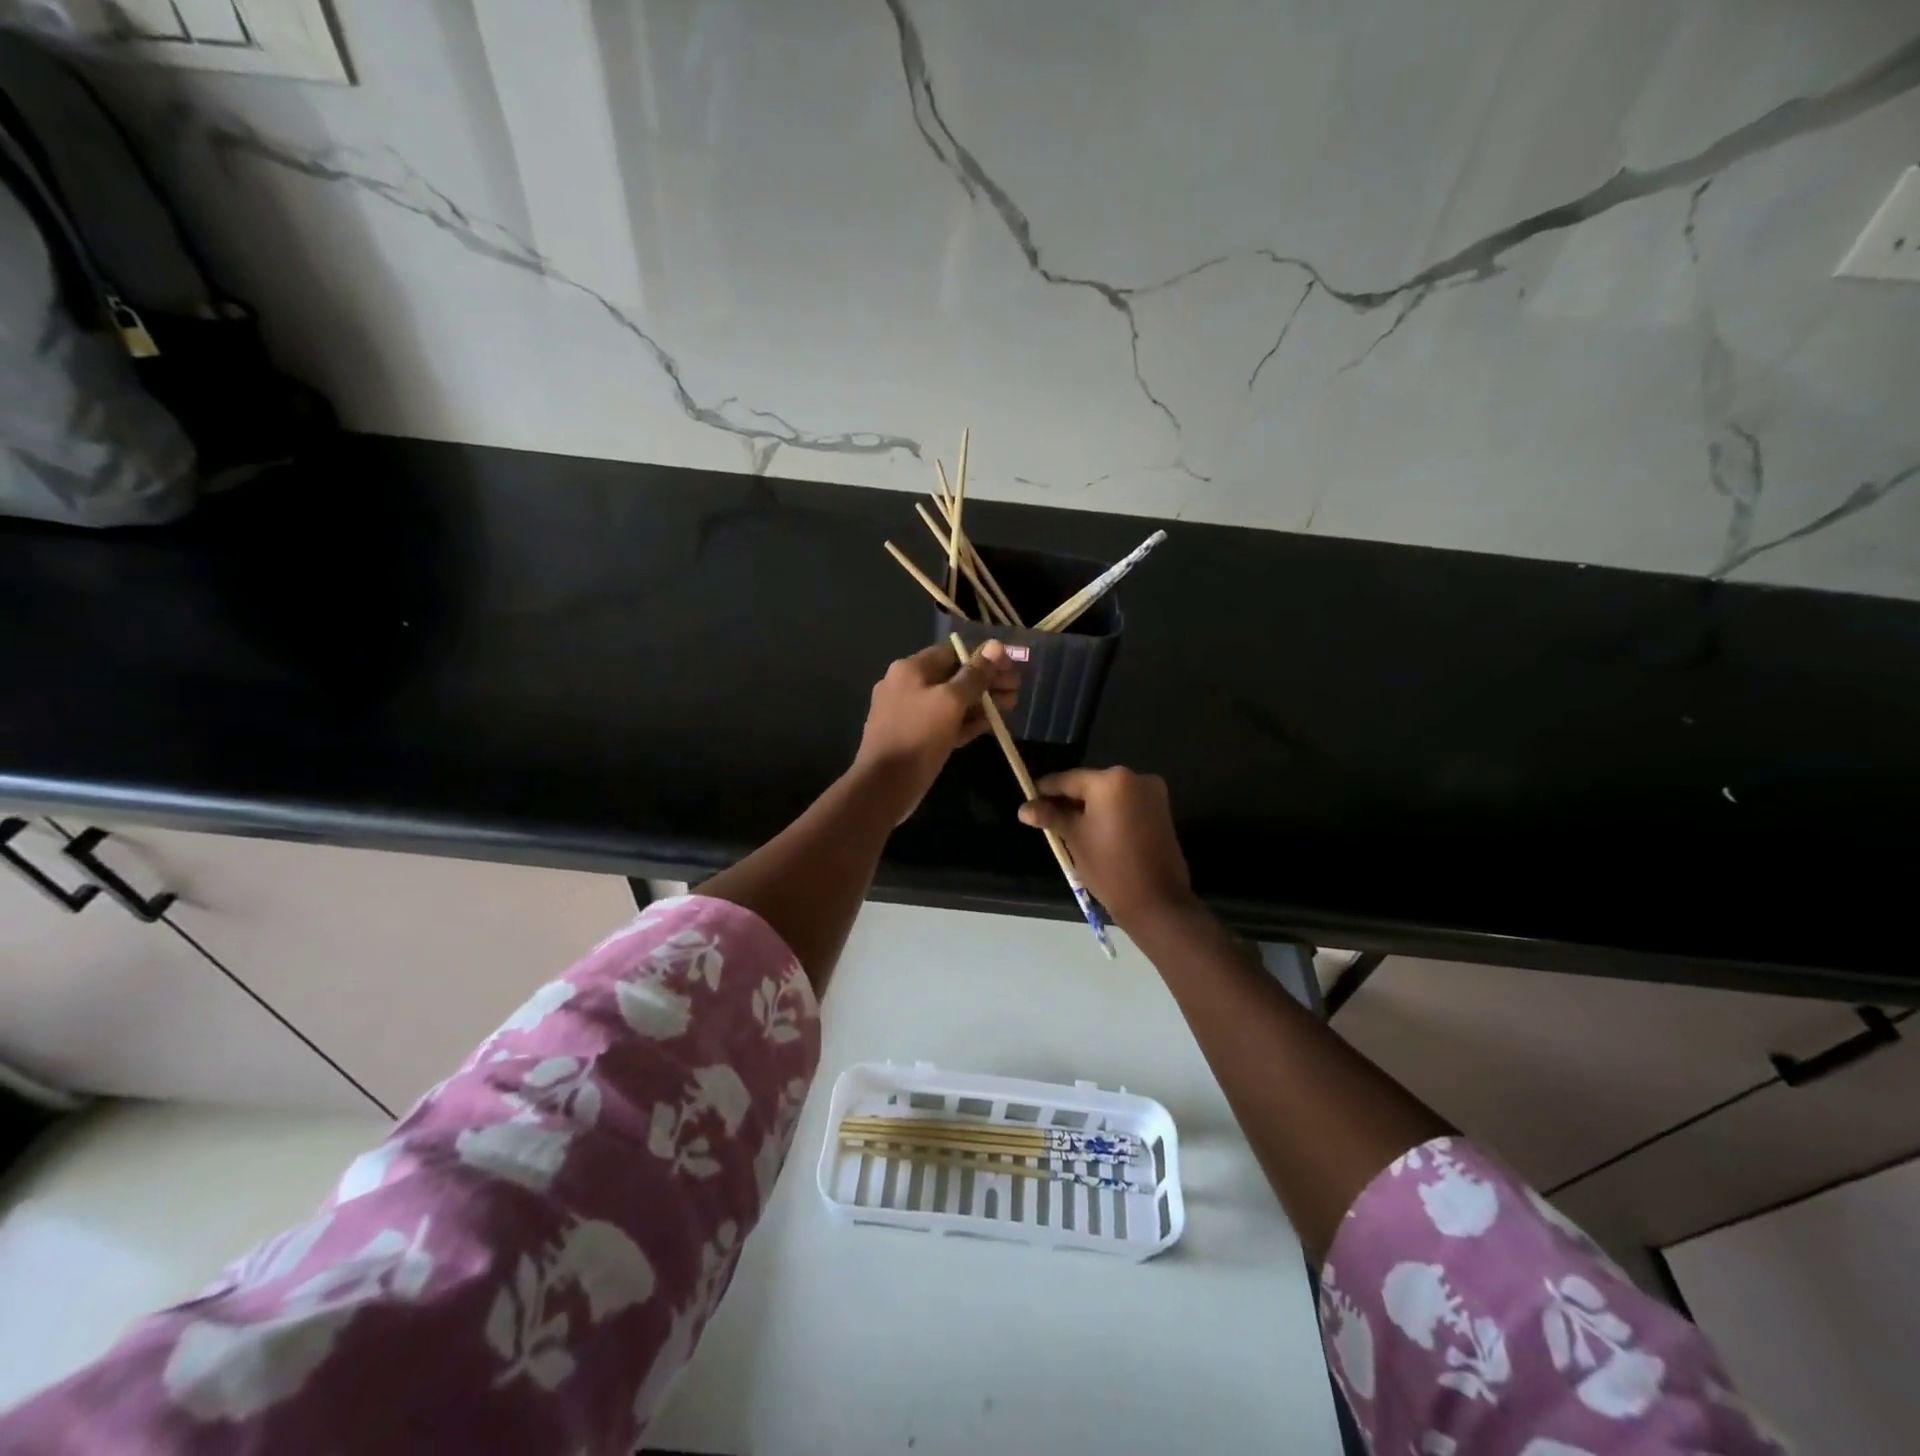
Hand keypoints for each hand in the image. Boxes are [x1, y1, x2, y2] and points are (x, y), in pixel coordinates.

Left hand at [853, 641, 1017, 817]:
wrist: (884, 785)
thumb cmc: (918, 736)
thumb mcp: (951, 701)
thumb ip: (975, 675)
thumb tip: (995, 646)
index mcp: (910, 669)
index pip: (952, 653)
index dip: (983, 658)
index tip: (1010, 668)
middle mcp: (906, 686)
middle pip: (953, 677)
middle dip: (986, 682)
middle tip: (1016, 690)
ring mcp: (908, 713)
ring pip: (950, 702)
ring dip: (981, 703)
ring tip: (1010, 706)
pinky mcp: (914, 737)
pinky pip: (944, 723)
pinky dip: (965, 722)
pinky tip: (989, 725)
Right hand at [1018, 767, 1193, 927]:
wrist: (1156, 901)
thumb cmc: (1110, 866)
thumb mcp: (1075, 838)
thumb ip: (1051, 816)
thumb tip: (1024, 809)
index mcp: (1111, 780)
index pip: (1068, 780)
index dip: (1045, 790)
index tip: (1029, 801)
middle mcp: (1135, 778)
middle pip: (1090, 785)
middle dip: (1068, 800)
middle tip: (1046, 817)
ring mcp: (1152, 794)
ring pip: (1109, 795)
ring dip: (1089, 807)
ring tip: (1067, 827)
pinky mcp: (1161, 811)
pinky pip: (1126, 805)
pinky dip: (1109, 813)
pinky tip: (1093, 831)